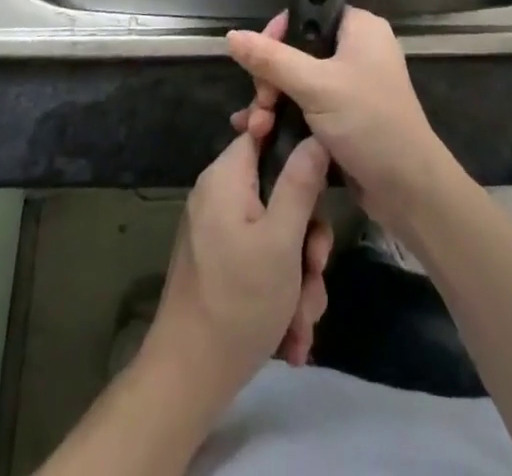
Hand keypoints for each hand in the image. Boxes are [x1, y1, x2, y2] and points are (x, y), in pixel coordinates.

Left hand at [144, 130, 334, 405]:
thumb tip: (316, 134)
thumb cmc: (239, 301)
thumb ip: (301, 183)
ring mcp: (219, 233)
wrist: (188, 379)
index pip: (263, 133)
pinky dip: (281, 293)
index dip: (297, 147)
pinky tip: (291, 336)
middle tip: (314, 272)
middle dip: (306, 240)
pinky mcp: (222, 265)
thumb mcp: (281, 240)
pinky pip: (262, 261)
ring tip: (302, 320)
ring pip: (277, 235)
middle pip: (279, 192)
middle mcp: (219, 197)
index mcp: (226, 177)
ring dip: (298, 277)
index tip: (323, 180)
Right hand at [227, 7, 454, 234]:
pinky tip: (260, 135)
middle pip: (297, 49)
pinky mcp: (346, 116)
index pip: (308, 13)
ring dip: (273, 102)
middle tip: (261, 104)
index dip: (277, 32)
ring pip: (298, 80)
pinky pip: (307, 105)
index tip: (258, 61)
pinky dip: (285, 117)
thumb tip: (231, 35)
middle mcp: (357, 49)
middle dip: (270, 78)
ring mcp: (352, 84)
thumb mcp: (316, 86)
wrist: (409, 189)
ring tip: (256, 128)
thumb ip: (272, 59)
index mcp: (359, 28)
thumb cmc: (368, 122)